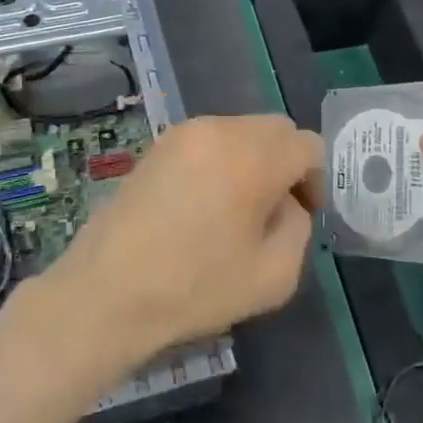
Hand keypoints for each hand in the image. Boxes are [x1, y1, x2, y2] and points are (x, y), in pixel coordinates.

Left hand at [34, 115, 324, 368]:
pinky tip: (204, 202)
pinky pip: (208, 140)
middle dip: (285, 163)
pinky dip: (221, 160)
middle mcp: (220, 130)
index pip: (307, 145)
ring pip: (240, 131)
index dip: (314, 179)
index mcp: (253, 157)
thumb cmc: (196, 288)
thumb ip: (298, 227)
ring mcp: (183, 133)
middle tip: (275, 209)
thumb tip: (286, 203)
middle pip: (275, 129)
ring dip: (252, 159)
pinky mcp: (157, 146)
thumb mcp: (275, 275)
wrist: (109, 292)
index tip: (303, 214)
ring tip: (236, 206)